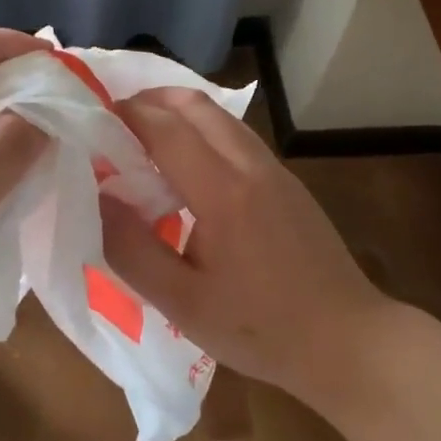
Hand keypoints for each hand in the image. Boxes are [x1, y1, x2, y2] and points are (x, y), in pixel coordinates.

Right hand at [97, 88, 393, 407]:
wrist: (348, 340)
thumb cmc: (260, 328)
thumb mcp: (183, 303)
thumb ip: (132, 249)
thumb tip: (98, 197)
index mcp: (222, 191)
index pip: (165, 127)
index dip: (125, 115)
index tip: (92, 120)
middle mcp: (249, 165)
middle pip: (195, 105)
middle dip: (150, 101)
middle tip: (114, 122)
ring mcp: (274, 169)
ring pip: (219, 116)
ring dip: (177, 112)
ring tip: (144, 138)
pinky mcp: (287, 181)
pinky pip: (235, 135)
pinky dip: (202, 130)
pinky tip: (188, 166)